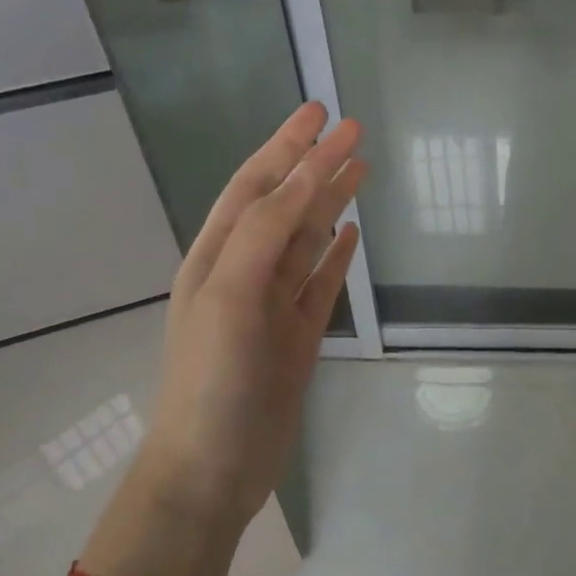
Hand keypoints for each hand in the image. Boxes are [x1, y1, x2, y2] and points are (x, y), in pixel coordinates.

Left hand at [133, 102, 363, 539]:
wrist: (213, 465)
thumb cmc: (213, 378)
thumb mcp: (230, 294)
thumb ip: (265, 233)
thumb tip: (304, 176)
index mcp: (217, 256)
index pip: (255, 185)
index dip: (286, 146)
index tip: (320, 110)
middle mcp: (244, 273)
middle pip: (286, 206)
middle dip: (315, 165)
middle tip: (353, 129)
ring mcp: (273, 307)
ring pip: (306, 242)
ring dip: (330, 204)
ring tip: (361, 170)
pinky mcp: (298, 338)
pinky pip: (320, 285)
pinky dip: (336, 258)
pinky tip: (351, 236)